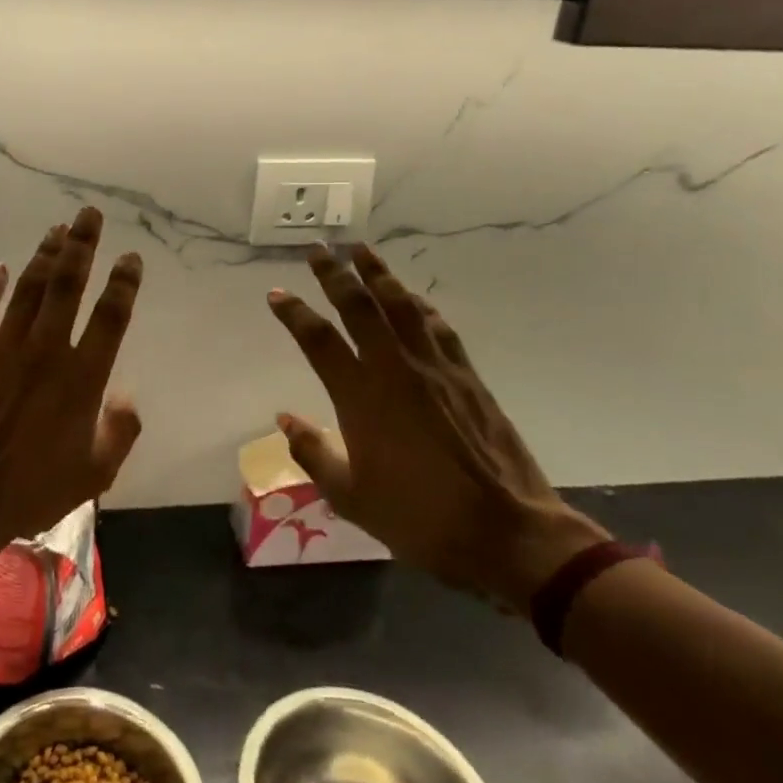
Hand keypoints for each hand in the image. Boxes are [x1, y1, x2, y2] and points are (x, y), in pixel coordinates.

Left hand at [0, 207, 143, 555]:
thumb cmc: (32, 491)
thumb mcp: (96, 473)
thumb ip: (120, 431)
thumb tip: (126, 395)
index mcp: (82, 377)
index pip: (110, 316)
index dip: (123, 282)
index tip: (130, 257)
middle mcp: (46, 350)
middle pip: (68, 284)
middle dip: (82, 245)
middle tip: (89, 214)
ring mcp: (4, 348)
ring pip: (29, 288)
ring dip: (44, 255)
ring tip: (56, 229)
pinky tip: (0, 267)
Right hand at [267, 244, 607, 611]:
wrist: (506, 532)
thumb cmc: (419, 518)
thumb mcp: (350, 497)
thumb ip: (313, 453)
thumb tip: (285, 419)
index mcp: (360, 397)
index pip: (318, 340)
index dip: (294, 313)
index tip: (276, 294)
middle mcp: (394, 369)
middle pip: (359, 307)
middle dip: (334, 274)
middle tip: (318, 249)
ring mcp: (434, 368)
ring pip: (401, 306)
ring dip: (378, 275)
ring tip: (361, 250)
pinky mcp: (467, 377)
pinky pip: (438, 327)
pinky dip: (420, 306)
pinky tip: (413, 297)